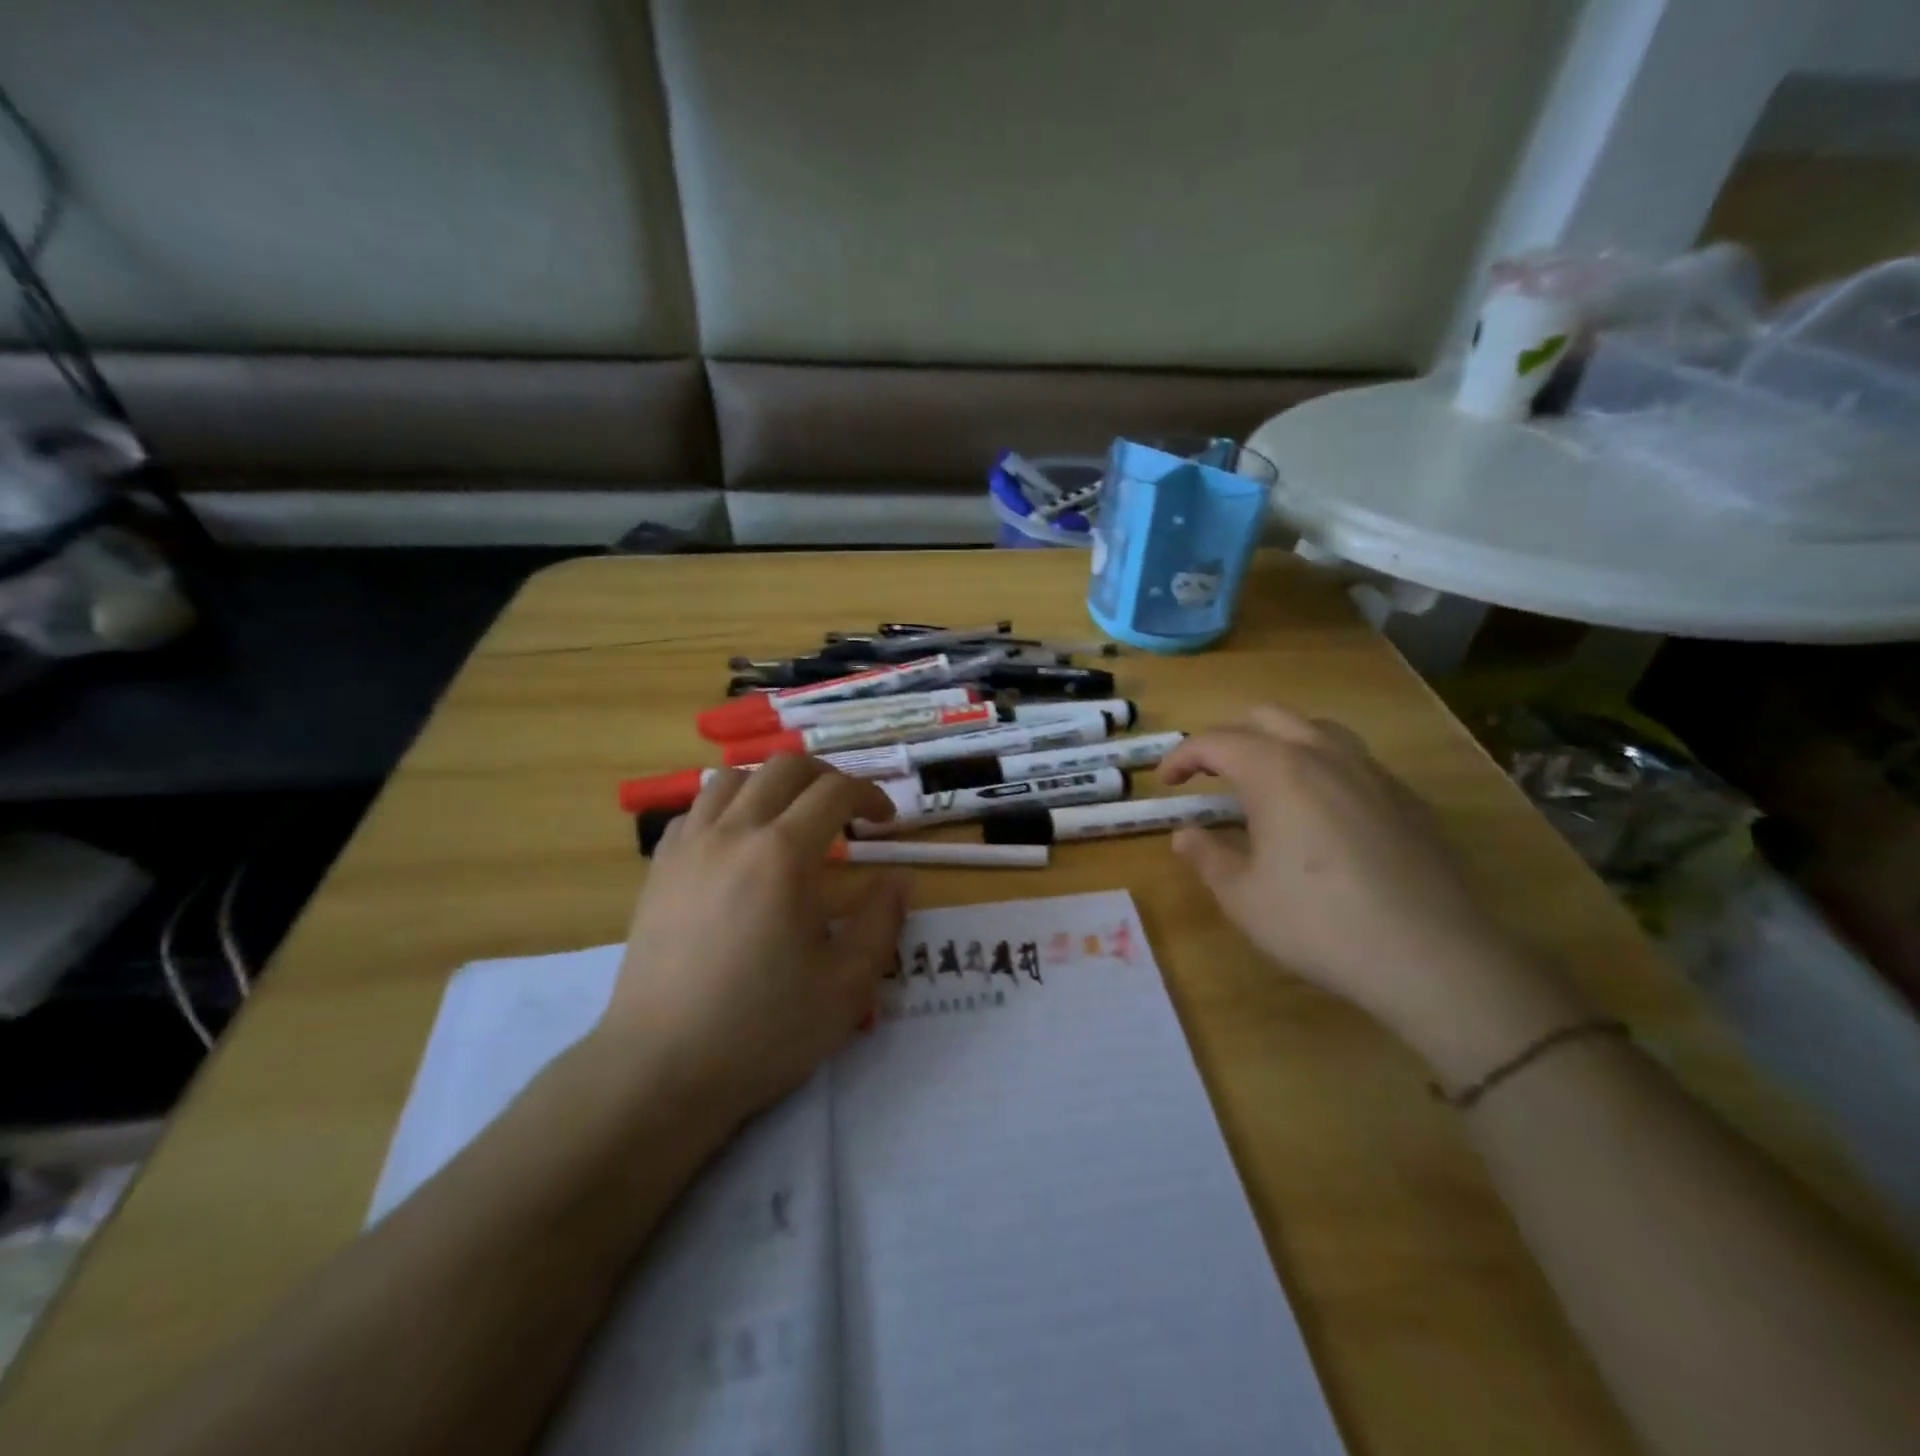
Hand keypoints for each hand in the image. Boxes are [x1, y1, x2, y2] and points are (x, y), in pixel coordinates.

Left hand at [598, 756, 909, 1124]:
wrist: (660, 1068)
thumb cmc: (762, 1028)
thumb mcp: (847, 985)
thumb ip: (882, 921)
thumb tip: (899, 879)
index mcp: (783, 854)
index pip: (834, 791)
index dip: (869, 795)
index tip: (885, 822)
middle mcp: (733, 833)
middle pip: (783, 767)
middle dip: (825, 777)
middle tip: (846, 810)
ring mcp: (689, 847)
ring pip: (732, 778)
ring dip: (772, 785)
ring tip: (791, 818)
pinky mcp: (659, 870)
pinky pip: (696, 810)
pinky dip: (726, 807)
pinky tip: (737, 843)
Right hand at [1161, 706, 1583, 1081]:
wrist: (1432, 956)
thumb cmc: (1318, 922)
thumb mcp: (1243, 897)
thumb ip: (1207, 856)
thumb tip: (1185, 835)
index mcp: (1277, 770)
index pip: (1216, 741)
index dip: (1182, 757)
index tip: (1164, 782)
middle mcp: (1325, 755)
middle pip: (1267, 717)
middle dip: (1229, 737)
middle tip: (1209, 774)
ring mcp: (1372, 773)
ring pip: (1316, 730)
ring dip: (1278, 743)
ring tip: (1263, 782)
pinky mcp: (1406, 799)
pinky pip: (1352, 761)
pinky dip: (1319, 767)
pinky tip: (1319, 813)